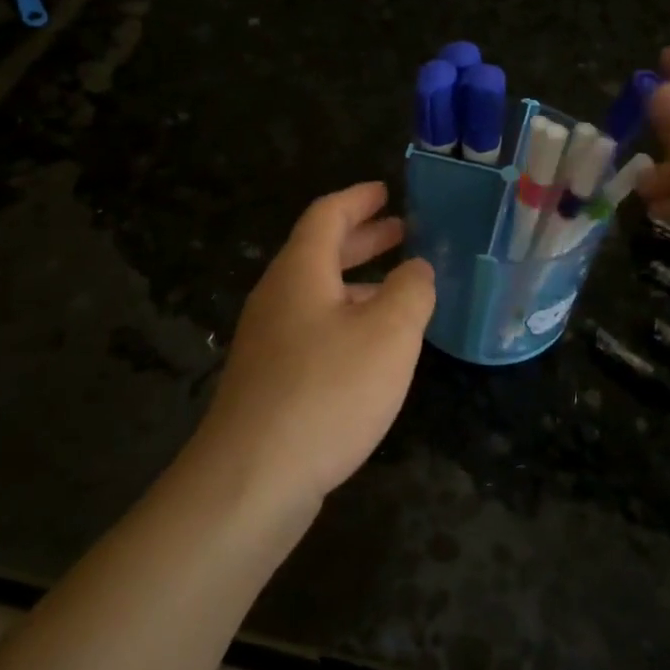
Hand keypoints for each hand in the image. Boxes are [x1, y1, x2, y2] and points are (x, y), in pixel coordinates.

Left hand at [193, 182, 435, 504]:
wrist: (252, 478)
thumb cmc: (327, 391)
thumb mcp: (389, 334)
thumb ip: (411, 291)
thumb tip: (416, 268)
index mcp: (300, 272)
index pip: (326, 215)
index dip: (358, 199)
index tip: (385, 191)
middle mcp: (277, 297)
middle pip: (319, 252)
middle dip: (362, 239)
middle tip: (401, 231)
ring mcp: (268, 341)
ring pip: (318, 294)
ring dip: (357, 282)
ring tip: (399, 288)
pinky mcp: (270, 379)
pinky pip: (313, 329)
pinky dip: (346, 319)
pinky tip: (371, 347)